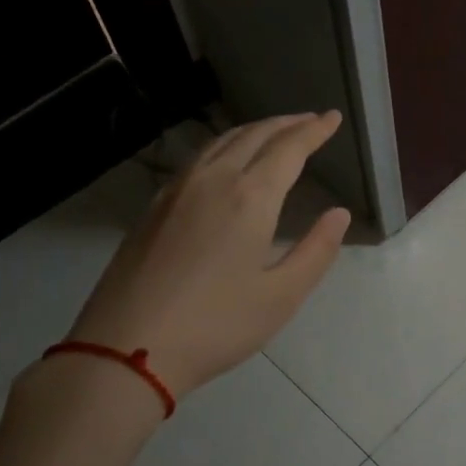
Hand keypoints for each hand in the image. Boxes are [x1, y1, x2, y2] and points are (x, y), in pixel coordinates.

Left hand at [67, 112, 350, 399]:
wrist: (126, 348)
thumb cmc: (216, 326)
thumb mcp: (281, 296)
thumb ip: (316, 251)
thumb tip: (339, 214)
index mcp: (250, 198)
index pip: (289, 149)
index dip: (314, 131)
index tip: (333, 118)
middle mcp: (213, 180)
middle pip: (254, 136)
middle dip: (287, 124)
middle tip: (310, 120)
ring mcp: (177, 191)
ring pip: (221, 142)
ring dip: (254, 131)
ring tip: (274, 133)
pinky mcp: (154, 207)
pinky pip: (198, 158)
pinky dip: (225, 146)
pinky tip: (226, 162)